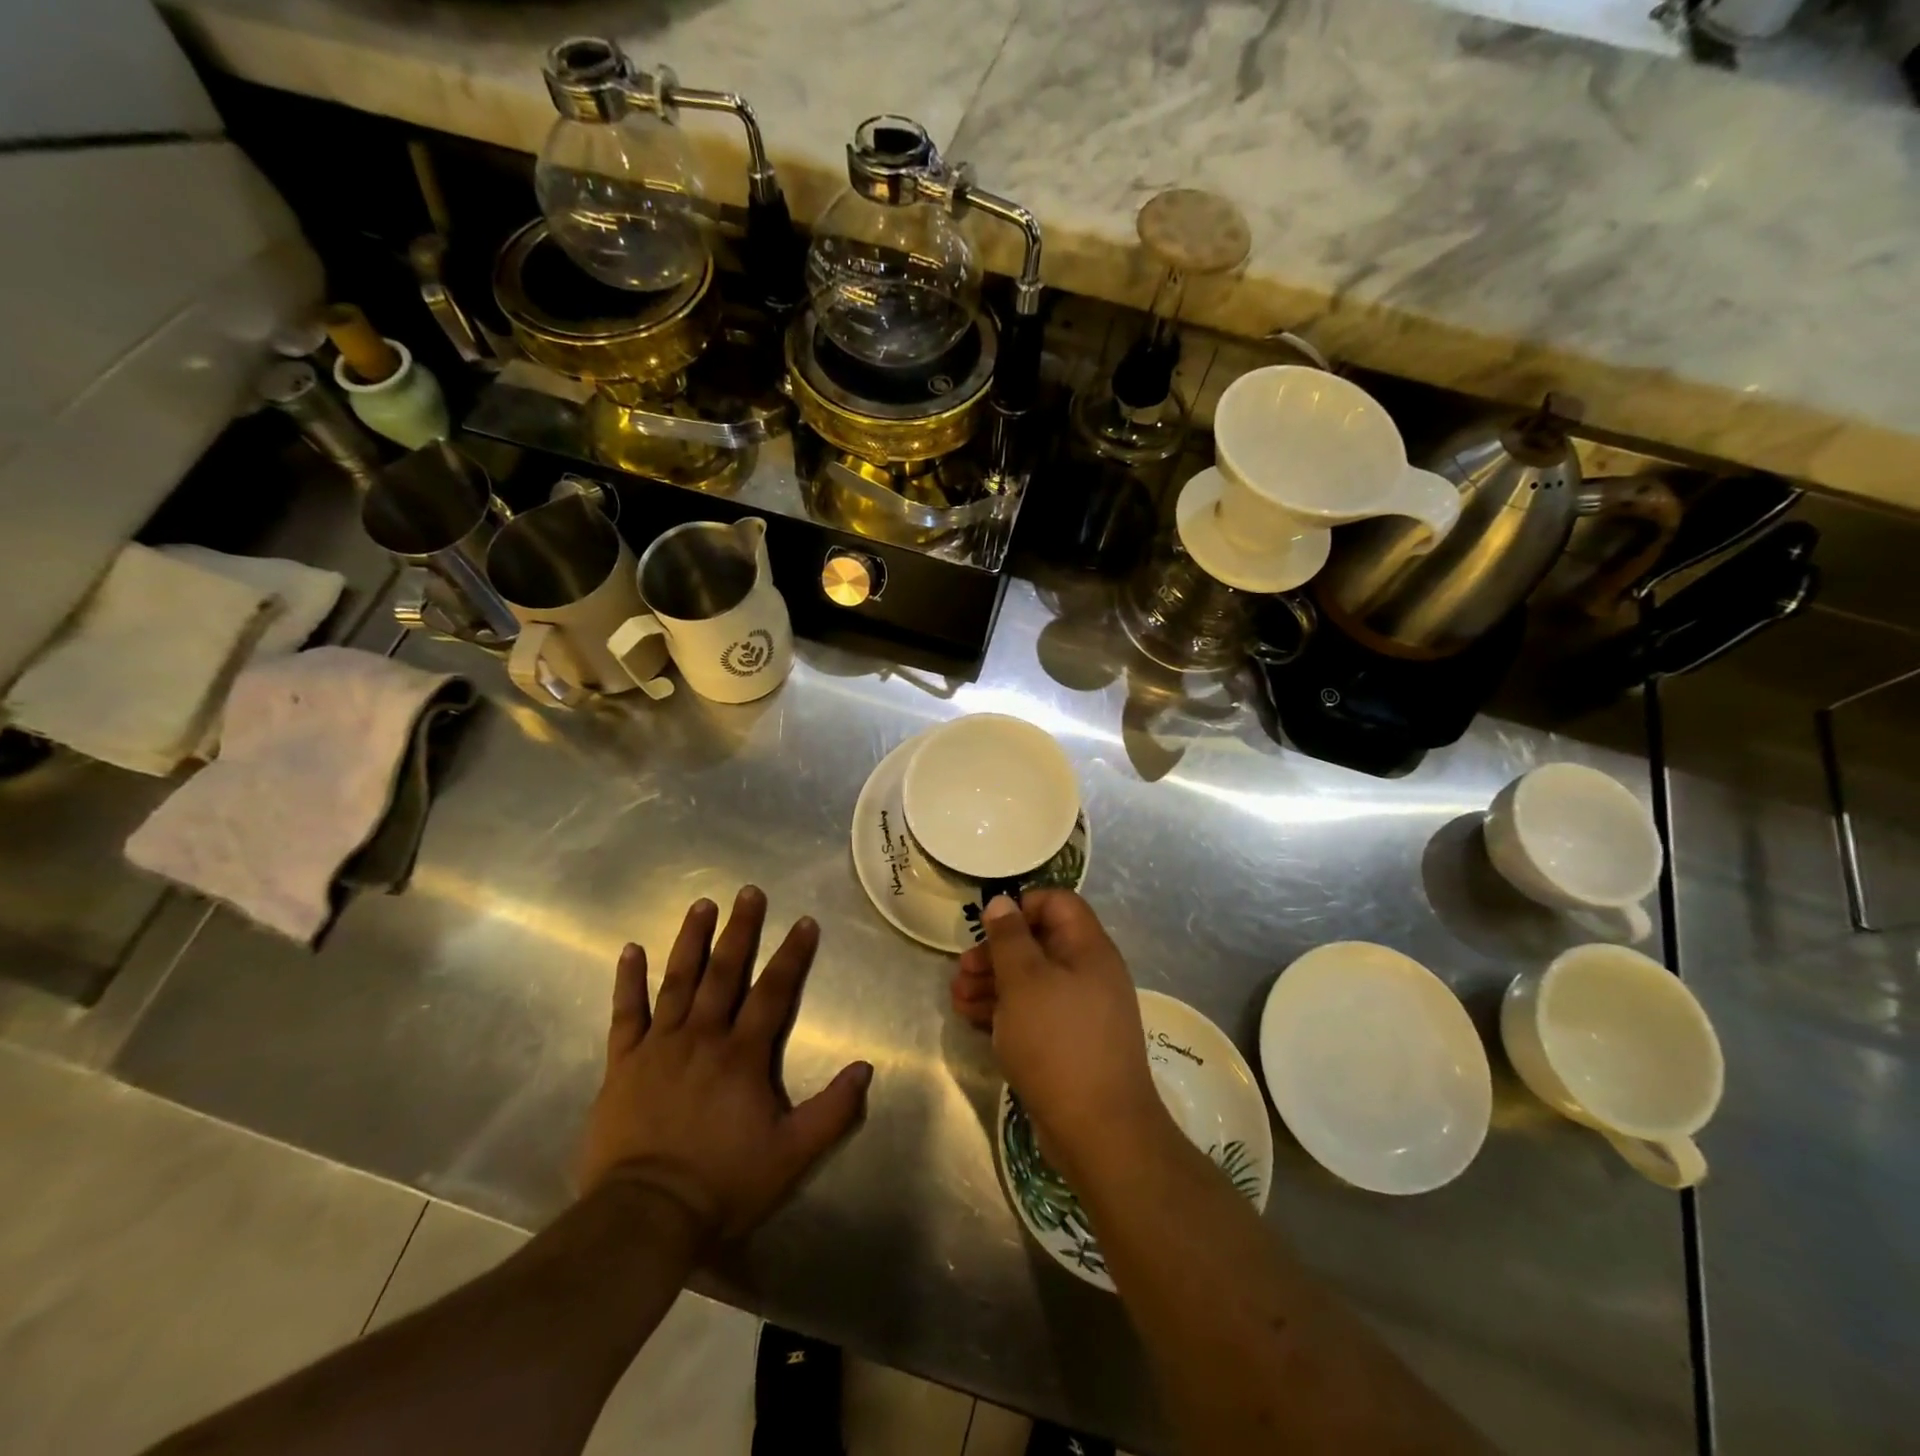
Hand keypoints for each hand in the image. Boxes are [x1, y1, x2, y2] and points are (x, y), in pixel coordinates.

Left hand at [579, 887, 871, 1241]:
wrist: (645, 1216)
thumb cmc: (723, 1183)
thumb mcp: (792, 1154)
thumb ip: (832, 1110)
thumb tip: (866, 1067)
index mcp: (743, 1055)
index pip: (774, 992)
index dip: (792, 955)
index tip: (804, 921)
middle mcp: (703, 1037)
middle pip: (725, 972)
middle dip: (740, 930)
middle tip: (749, 892)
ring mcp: (659, 1047)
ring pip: (678, 981)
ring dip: (691, 940)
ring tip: (702, 904)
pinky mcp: (624, 1064)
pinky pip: (626, 1014)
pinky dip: (628, 981)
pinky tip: (631, 949)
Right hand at [950, 890, 1166, 1179]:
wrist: (1099, 1130)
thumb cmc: (1057, 1042)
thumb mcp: (1024, 981)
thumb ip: (1009, 937)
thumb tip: (1002, 901)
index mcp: (1088, 949)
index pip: (1058, 903)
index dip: (1022, 906)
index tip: (987, 925)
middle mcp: (1089, 973)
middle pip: (1039, 944)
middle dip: (996, 953)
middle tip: (962, 969)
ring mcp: (1080, 1011)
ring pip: (1032, 981)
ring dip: (992, 984)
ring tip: (957, 997)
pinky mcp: (1069, 1043)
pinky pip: (1034, 1013)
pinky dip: (1004, 1011)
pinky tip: (973, 1019)